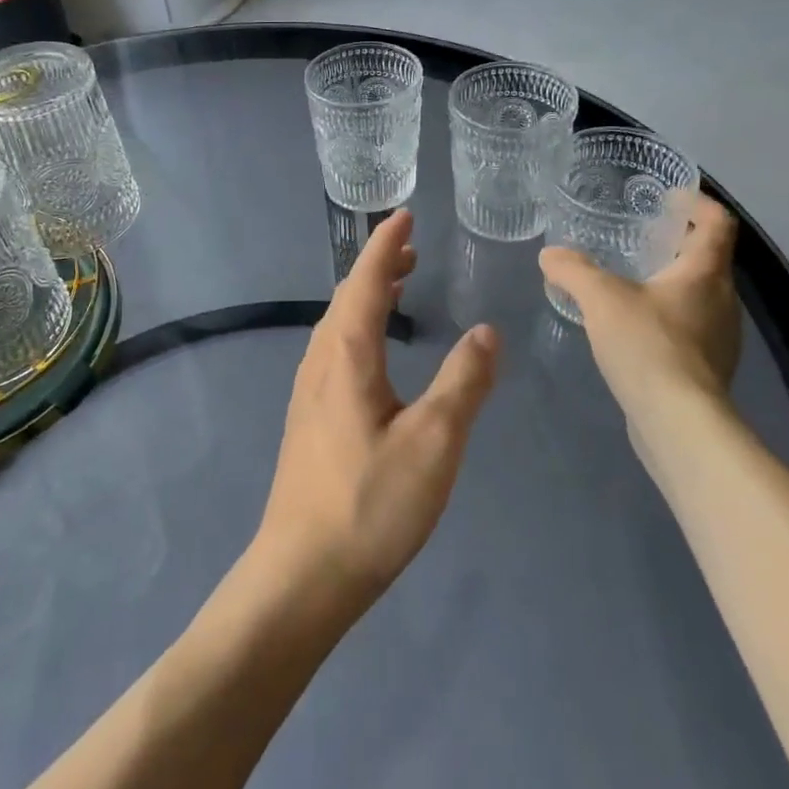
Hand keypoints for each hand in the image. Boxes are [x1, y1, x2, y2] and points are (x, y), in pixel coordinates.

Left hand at [254, 210, 499, 616]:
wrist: (302, 574)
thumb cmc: (370, 505)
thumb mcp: (434, 442)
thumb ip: (463, 382)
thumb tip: (486, 331)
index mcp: (346, 355)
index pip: (366, 281)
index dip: (386, 245)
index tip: (405, 214)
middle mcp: (319, 363)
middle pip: (347, 298)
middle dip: (377, 266)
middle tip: (410, 248)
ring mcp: (307, 393)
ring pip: (336, 325)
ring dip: (366, 296)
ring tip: (397, 288)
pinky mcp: (307, 420)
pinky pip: (333, 350)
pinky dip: (357, 327)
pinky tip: (373, 352)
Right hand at [539, 193, 741, 417]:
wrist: (678, 422)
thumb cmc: (647, 346)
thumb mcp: (601, 299)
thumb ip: (574, 271)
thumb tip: (551, 254)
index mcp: (704, 273)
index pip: (717, 223)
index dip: (698, 203)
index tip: (670, 198)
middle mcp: (722, 300)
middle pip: (709, 259)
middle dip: (678, 244)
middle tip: (640, 239)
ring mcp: (720, 338)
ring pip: (699, 296)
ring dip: (672, 283)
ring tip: (632, 283)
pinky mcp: (708, 369)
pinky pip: (690, 328)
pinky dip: (667, 317)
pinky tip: (634, 330)